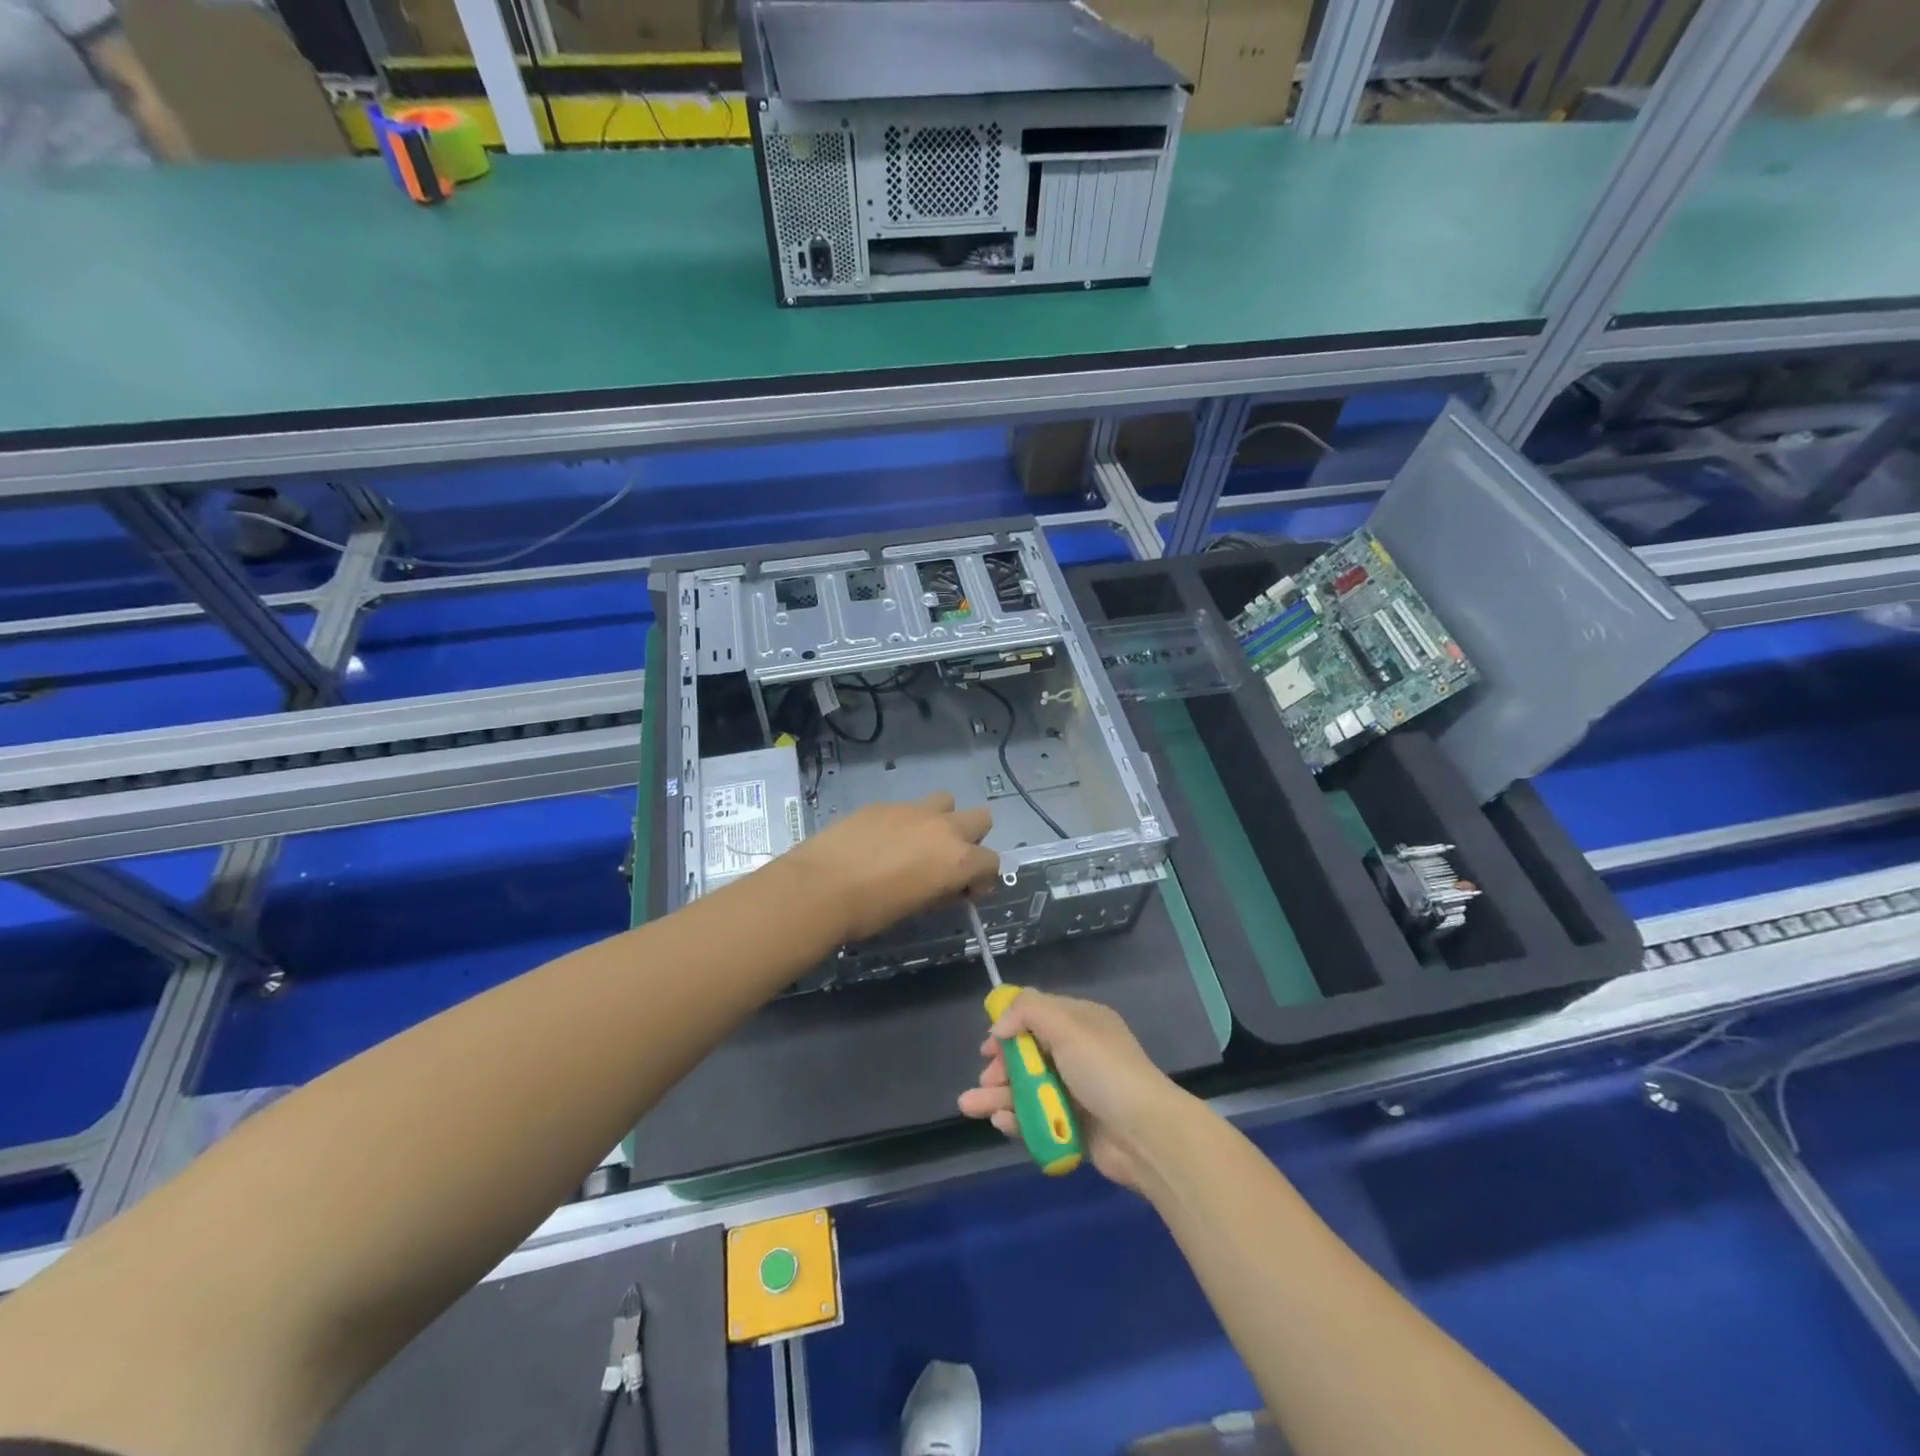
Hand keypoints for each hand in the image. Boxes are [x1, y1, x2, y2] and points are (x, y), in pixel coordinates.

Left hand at [784, 793, 999, 942]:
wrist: (821, 887)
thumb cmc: (872, 910)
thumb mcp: (917, 908)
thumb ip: (942, 891)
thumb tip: (947, 886)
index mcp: (958, 859)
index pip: (992, 861)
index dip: (983, 879)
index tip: (965, 893)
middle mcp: (943, 828)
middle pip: (980, 819)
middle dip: (971, 838)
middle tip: (947, 862)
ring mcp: (913, 810)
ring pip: (945, 802)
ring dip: (941, 820)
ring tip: (917, 843)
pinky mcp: (884, 804)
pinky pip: (907, 807)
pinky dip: (904, 823)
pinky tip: (880, 842)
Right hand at [958, 990, 1193, 1192]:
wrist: (1145, 1134)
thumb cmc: (1105, 1071)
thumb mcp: (1068, 1026)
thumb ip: (1029, 1012)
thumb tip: (1000, 1025)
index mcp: (1081, 1023)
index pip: (1038, 1016)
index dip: (1010, 1026)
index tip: (989, 1043)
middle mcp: (1078, 1053)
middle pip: (1029, 1054)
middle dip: (1001, 1065)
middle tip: (985, 1077)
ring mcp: (1076, 1091)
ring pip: (1028, 1088)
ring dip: (998, 1094)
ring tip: (970, 1105)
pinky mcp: (1074, 1126)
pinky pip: (1038, 1117)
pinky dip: (1017, 1118)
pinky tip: (1000, 1122)